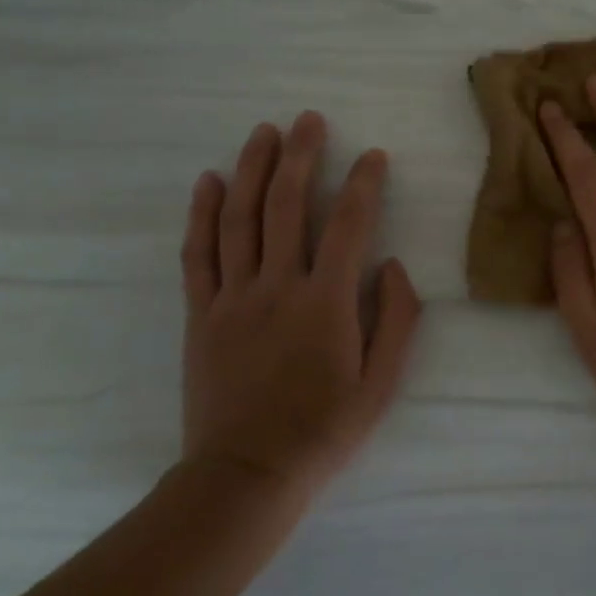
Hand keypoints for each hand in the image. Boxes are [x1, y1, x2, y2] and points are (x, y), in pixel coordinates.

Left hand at [179, 111, 422, 490]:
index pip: (349, 225)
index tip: (373, 156)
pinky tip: (209, 181)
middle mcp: (278, 287)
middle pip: (287, 205)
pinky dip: (202, 214)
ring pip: (240, 218)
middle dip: (300, 155)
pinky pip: (198, 254)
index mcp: (327, 303)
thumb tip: (392, 266)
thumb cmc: (324, 431)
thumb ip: (397, 320)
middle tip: (308, 120)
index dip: (363, 184)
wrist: (246, 475)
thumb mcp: (382, 384)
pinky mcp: (201, 314)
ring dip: (252, 169)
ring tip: (263, 132)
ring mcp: (233, 298)